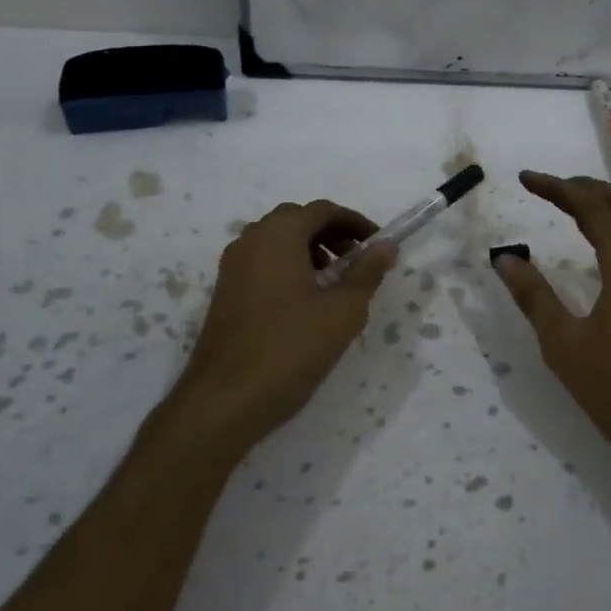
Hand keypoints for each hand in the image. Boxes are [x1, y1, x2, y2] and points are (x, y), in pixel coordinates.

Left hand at [169, 200, 396, 459]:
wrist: (224, 400)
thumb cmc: (290, 348)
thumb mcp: (342, 311)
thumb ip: (366, 272)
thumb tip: (386, 246)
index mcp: (278, 235)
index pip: (322, 210)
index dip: (355, 222)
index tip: (378, 244)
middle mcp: (250, 241)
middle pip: (296, 220)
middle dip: (331, 233)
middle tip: (357, 260)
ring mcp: (232, 267)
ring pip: (276, 242)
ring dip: (309, 250)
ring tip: (334, 283)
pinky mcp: (224, 293)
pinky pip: (262, 263)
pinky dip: (288, 267)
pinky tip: (305, 303)